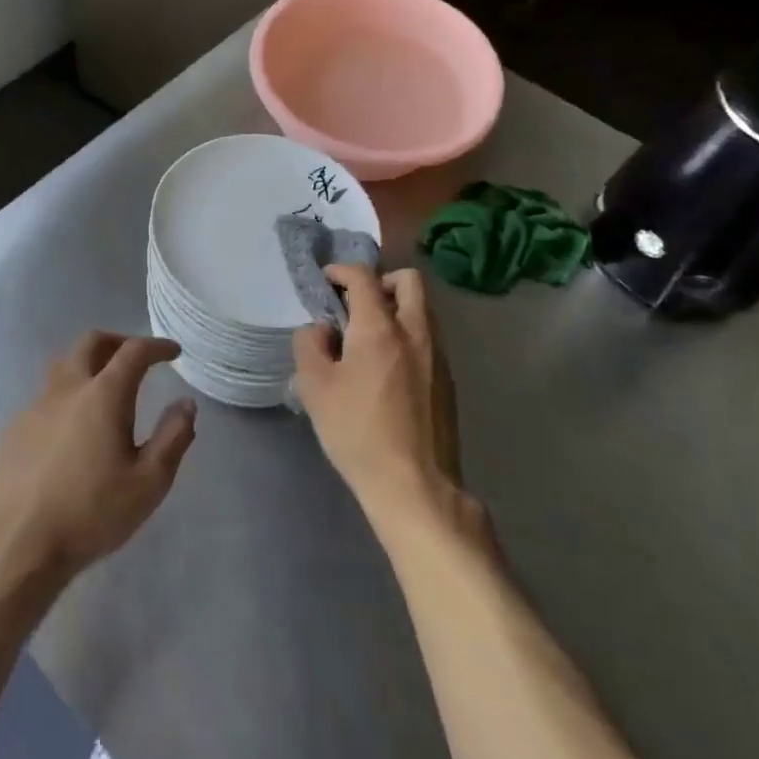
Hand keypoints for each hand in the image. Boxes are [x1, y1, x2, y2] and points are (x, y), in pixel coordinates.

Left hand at [0, 334, 196, 604]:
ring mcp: (35, 406)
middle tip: (137, 357)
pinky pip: (46, 397)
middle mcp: (67, 388)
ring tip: (104, 387)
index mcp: (103, 395)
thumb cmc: (90, 514)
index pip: (134, 352)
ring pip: (64, 366)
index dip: (156, 346)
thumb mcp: (148, 484)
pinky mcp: (14, 428)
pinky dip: (67, 396)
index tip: (172, 352)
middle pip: (91, 342)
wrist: (16, 544)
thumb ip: (172, 438)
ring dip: (88, 363)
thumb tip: (185, 404)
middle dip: (118, 341)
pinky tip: (72, 429)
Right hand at [293, 267, 474, 530]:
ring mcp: (438, 357)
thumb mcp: (314, 387)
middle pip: (408, 281)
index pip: (364, 277)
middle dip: (381, 282)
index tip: (326, 281)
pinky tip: (387, 370)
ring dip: (397, 309)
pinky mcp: (448, 382)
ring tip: (368, 339)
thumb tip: (322, 330)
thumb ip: (310, 345)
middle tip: (356, 305)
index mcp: (381, 328)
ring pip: (423, 310)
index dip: (342, 271)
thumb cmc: (358, 432)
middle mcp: (416, 333)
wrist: (416, 487)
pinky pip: (428, 339)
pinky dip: (408, 336)